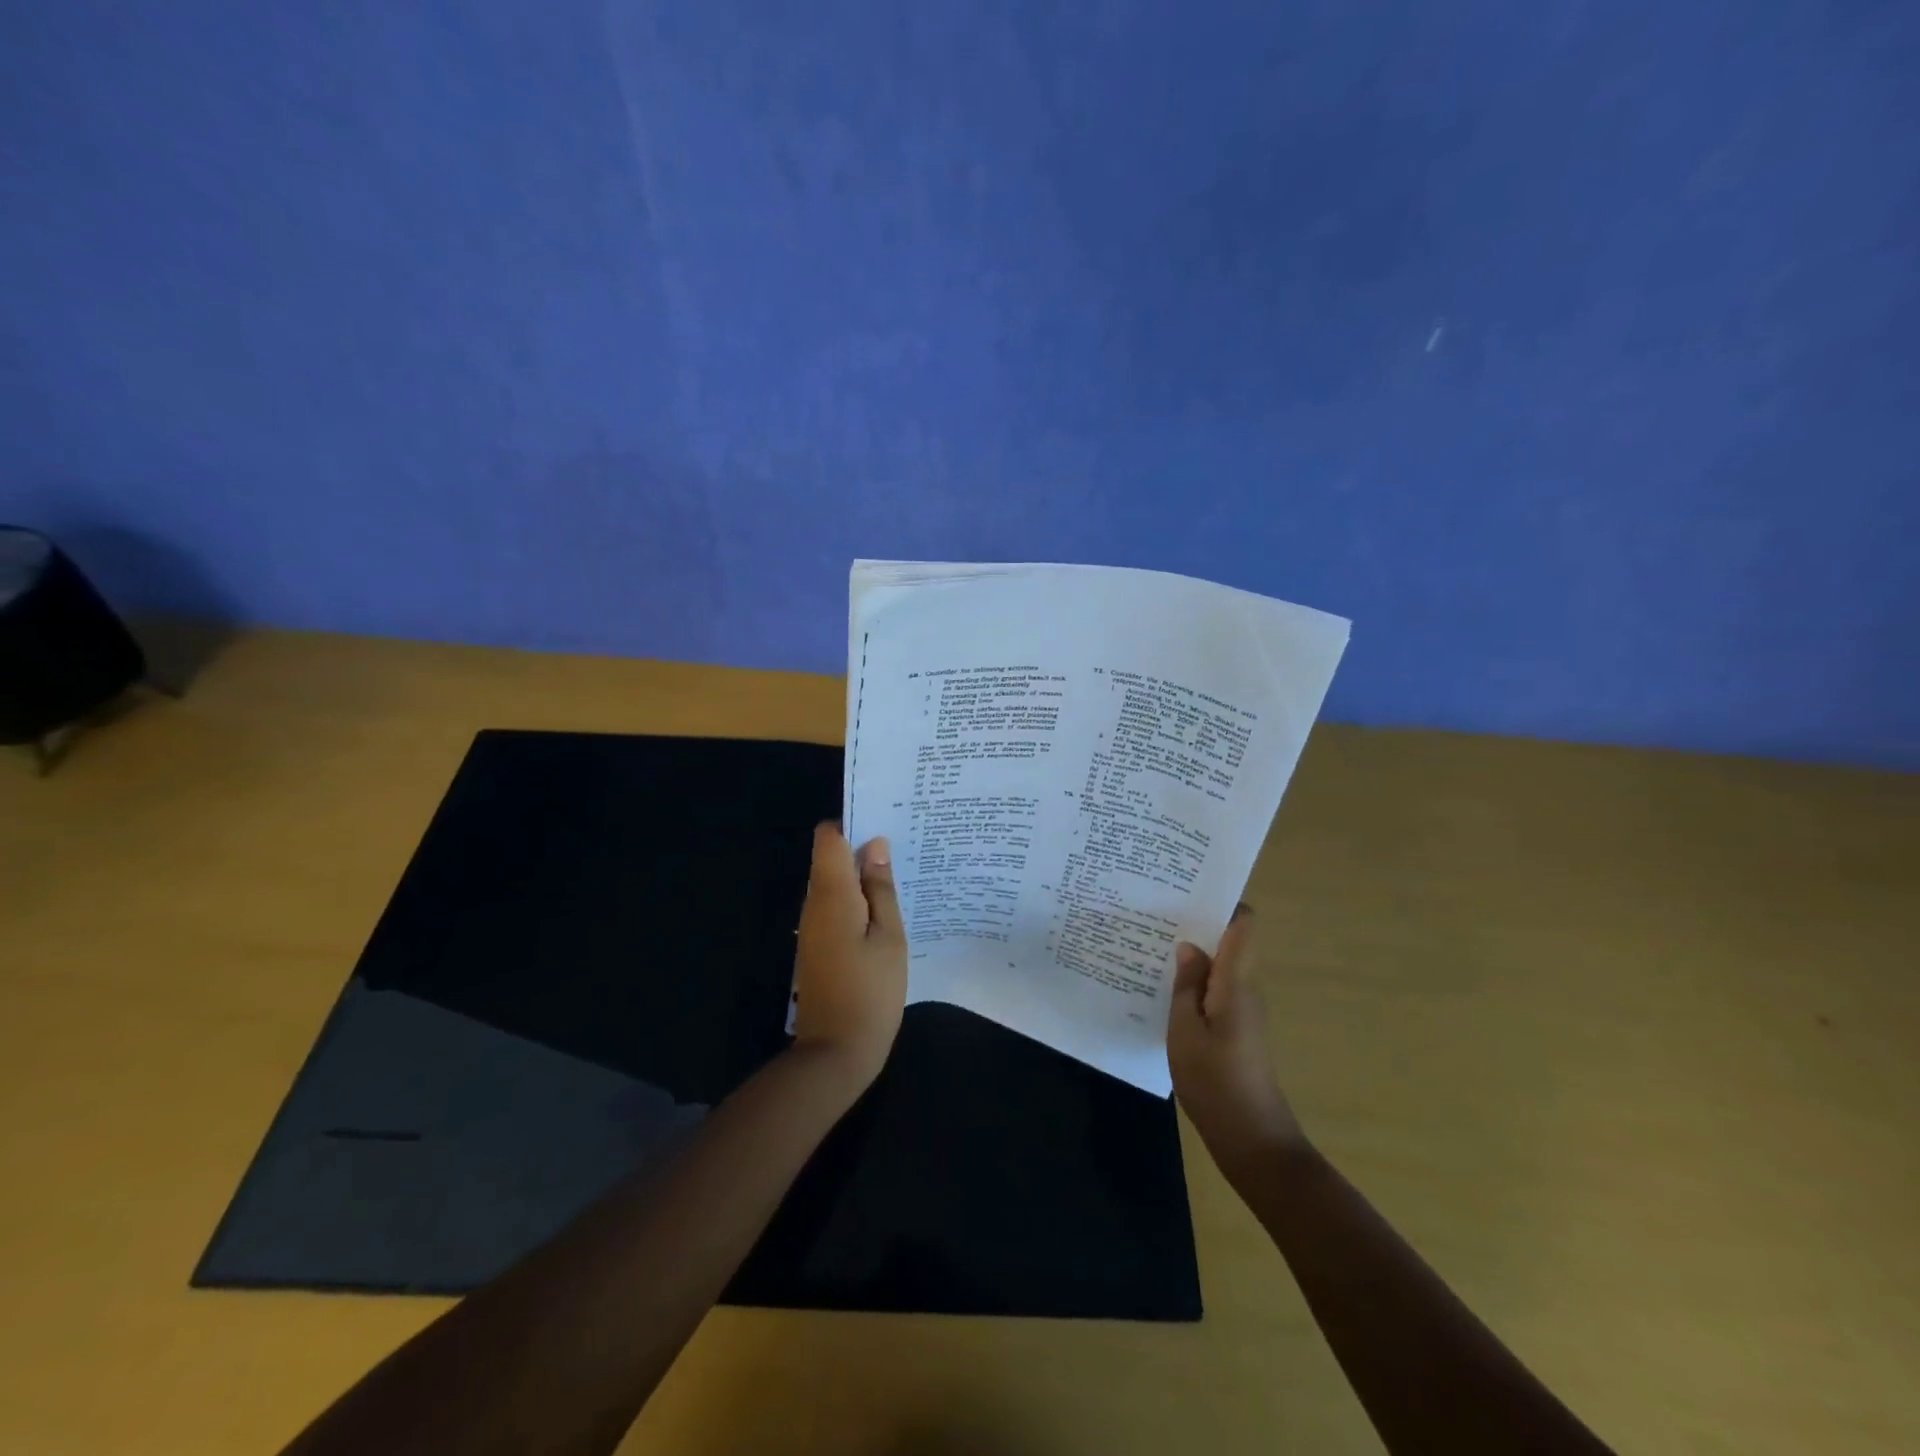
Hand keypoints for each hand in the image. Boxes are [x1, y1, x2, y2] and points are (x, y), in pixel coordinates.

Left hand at [790, 823, 908, 1089]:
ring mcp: (811, 927)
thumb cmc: (871, 992)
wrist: (835, 1053)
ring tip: (900, 882)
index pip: (828, 838)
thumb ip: (881, 889)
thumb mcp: (890, 937)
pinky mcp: (816, 946)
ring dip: (861, 879)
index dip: (852, 826)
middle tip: (904, 854)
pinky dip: (856, 903)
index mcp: (832, 894)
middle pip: (830, 859)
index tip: (885, 826)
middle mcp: (814, 904)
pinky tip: (884, 915)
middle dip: (862, 852)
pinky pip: (834, 908)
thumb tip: (875, 846)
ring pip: (833, 884)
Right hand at [1168, 904, 1305, 1178]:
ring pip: (1220, 966)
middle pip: (1230, 940)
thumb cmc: (1215, 1081)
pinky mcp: (1237, 1030)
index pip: (1243, 924)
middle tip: (1156, 911)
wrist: (1252, 1140)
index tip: (1187, 890)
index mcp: (1236, 980)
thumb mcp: (1185, 1029)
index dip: (1222, 901)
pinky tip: (1164, 985)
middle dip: (1198, 924)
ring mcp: (1244, 1010)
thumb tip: (1188, 944)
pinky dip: (1194, 980)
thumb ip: (1187, 983)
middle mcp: (1246, 988)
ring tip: (1152, 942)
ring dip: (1193, 953)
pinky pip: (1216, 989)